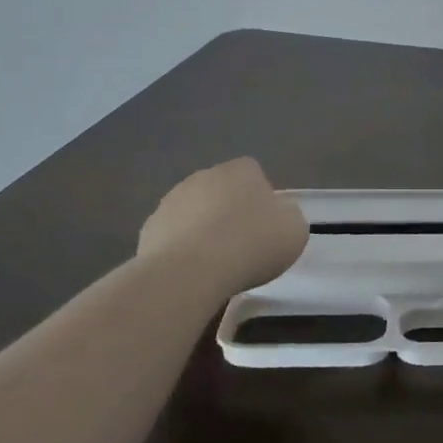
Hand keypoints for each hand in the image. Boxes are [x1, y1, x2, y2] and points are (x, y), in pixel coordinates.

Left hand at [139, 158, 307, 292]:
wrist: (191, 272)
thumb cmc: (252, 244)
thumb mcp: (294, 230)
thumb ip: (288, 216)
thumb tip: (278, 214)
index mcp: (241, 170)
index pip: (253, 173)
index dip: (261, 198)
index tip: (266, 225)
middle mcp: (204, 176)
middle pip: (221, 190)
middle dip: (229, 211)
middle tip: (242, 244)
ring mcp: (171, 201)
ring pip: (194, 212)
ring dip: (203, 229)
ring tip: (215, 264)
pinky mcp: (149, 229)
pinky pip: (173, 236)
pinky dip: (181, 250)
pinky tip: (192, 273)